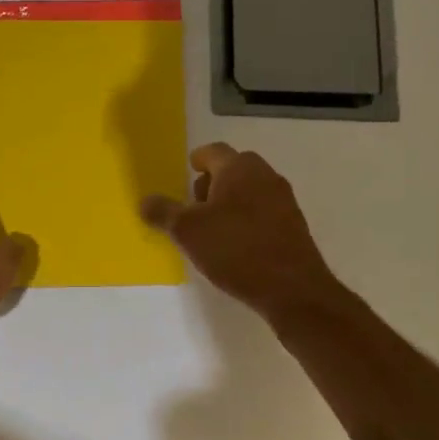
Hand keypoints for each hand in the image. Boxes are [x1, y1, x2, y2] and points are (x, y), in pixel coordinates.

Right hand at [140, 144, 340, 320]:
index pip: (213, 151)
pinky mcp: (293, 225)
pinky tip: (235, 244)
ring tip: (211, 228)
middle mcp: (265, 176)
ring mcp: (284, 200)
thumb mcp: (187, 231)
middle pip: (233, 169)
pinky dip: (246, 218)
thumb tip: (145, 201)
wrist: (291, 288)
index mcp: (239, 168)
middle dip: (212, 182)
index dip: (197, 159)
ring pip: (250, 190)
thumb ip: (164, 212)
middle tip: (193, 205)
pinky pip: (263, 211)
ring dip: (229, 202)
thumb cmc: (234, 249)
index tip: (188, 170)